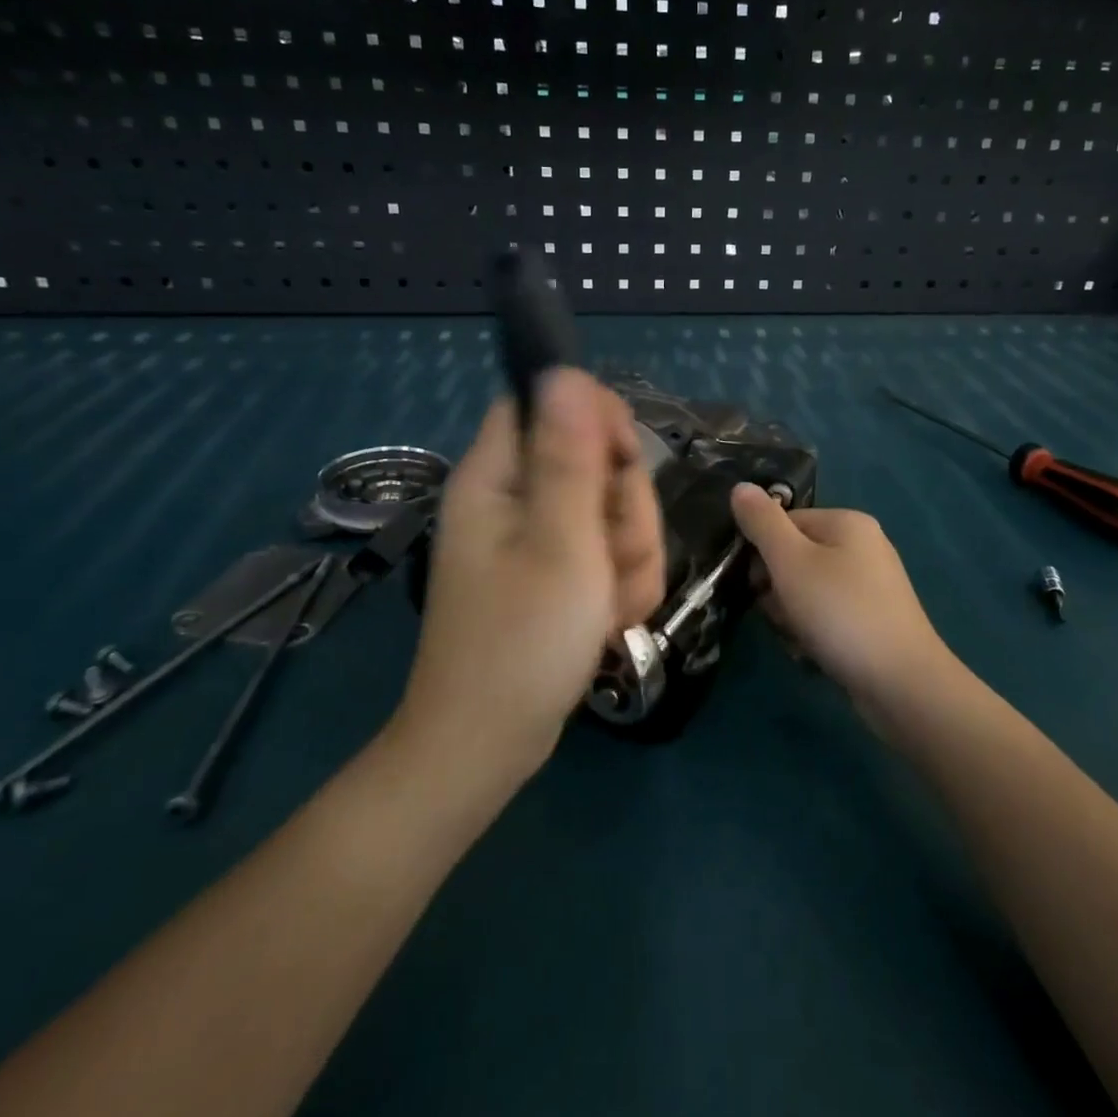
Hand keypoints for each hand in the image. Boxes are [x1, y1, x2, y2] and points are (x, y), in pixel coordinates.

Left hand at [396, 371, 663, 788]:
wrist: (488, 745)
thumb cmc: (522, 642)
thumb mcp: (560, 543)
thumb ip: (570, 456)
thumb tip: (563, 371)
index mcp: (497, 476)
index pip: (547, 402)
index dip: (594, 418)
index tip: (624, 460)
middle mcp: (513, 498)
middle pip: (592, 460)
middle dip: (623, 510)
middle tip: (612, 559)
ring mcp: (535, 539)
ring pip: (610, 512)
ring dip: (629, 556)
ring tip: (609, 605)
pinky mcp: (554, 573)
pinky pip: (606, 553)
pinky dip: (618, 584)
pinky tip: (608, 622)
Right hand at [730, 485, 961, 723]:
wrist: (902, 684)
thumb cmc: (841, 613)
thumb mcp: (791, 562)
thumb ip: (762, 523)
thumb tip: (739, 487)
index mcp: (847, 522)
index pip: (784, 523)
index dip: (762, 553)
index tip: (757, 586)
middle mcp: (864, 545)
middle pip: (795, 556)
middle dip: (778, 589)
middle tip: (782, 615)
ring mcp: (872, 584)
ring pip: (808, 590)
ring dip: (793, 615)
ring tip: (800, 640)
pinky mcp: (874, 619)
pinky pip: (828, 615)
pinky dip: (815, 632)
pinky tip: (815, 654)